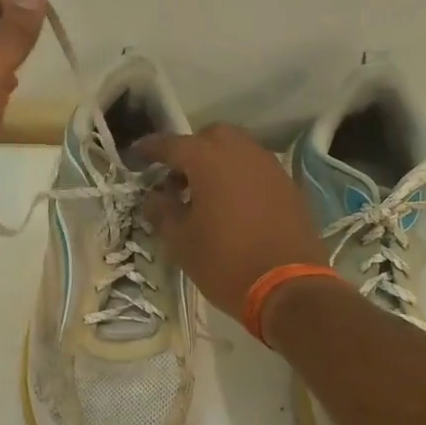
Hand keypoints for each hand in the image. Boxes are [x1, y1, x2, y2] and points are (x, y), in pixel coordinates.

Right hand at [136, 124, 329, 318]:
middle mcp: (241, 152)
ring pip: (237, 149)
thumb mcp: (181, 242)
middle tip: (176, 178)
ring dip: (217, 162)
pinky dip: (239, 176)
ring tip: (204, 193)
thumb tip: (153, 197)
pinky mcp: (288, 185)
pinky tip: (232, 204)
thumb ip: (162, 211)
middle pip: (210, 137)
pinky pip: (256, 168)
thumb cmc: (225, 262)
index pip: (171, 144)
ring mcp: (269, 166)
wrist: (289, 287)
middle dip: (190, 150)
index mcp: (208, 160)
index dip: (150, 148)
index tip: (136, 155)